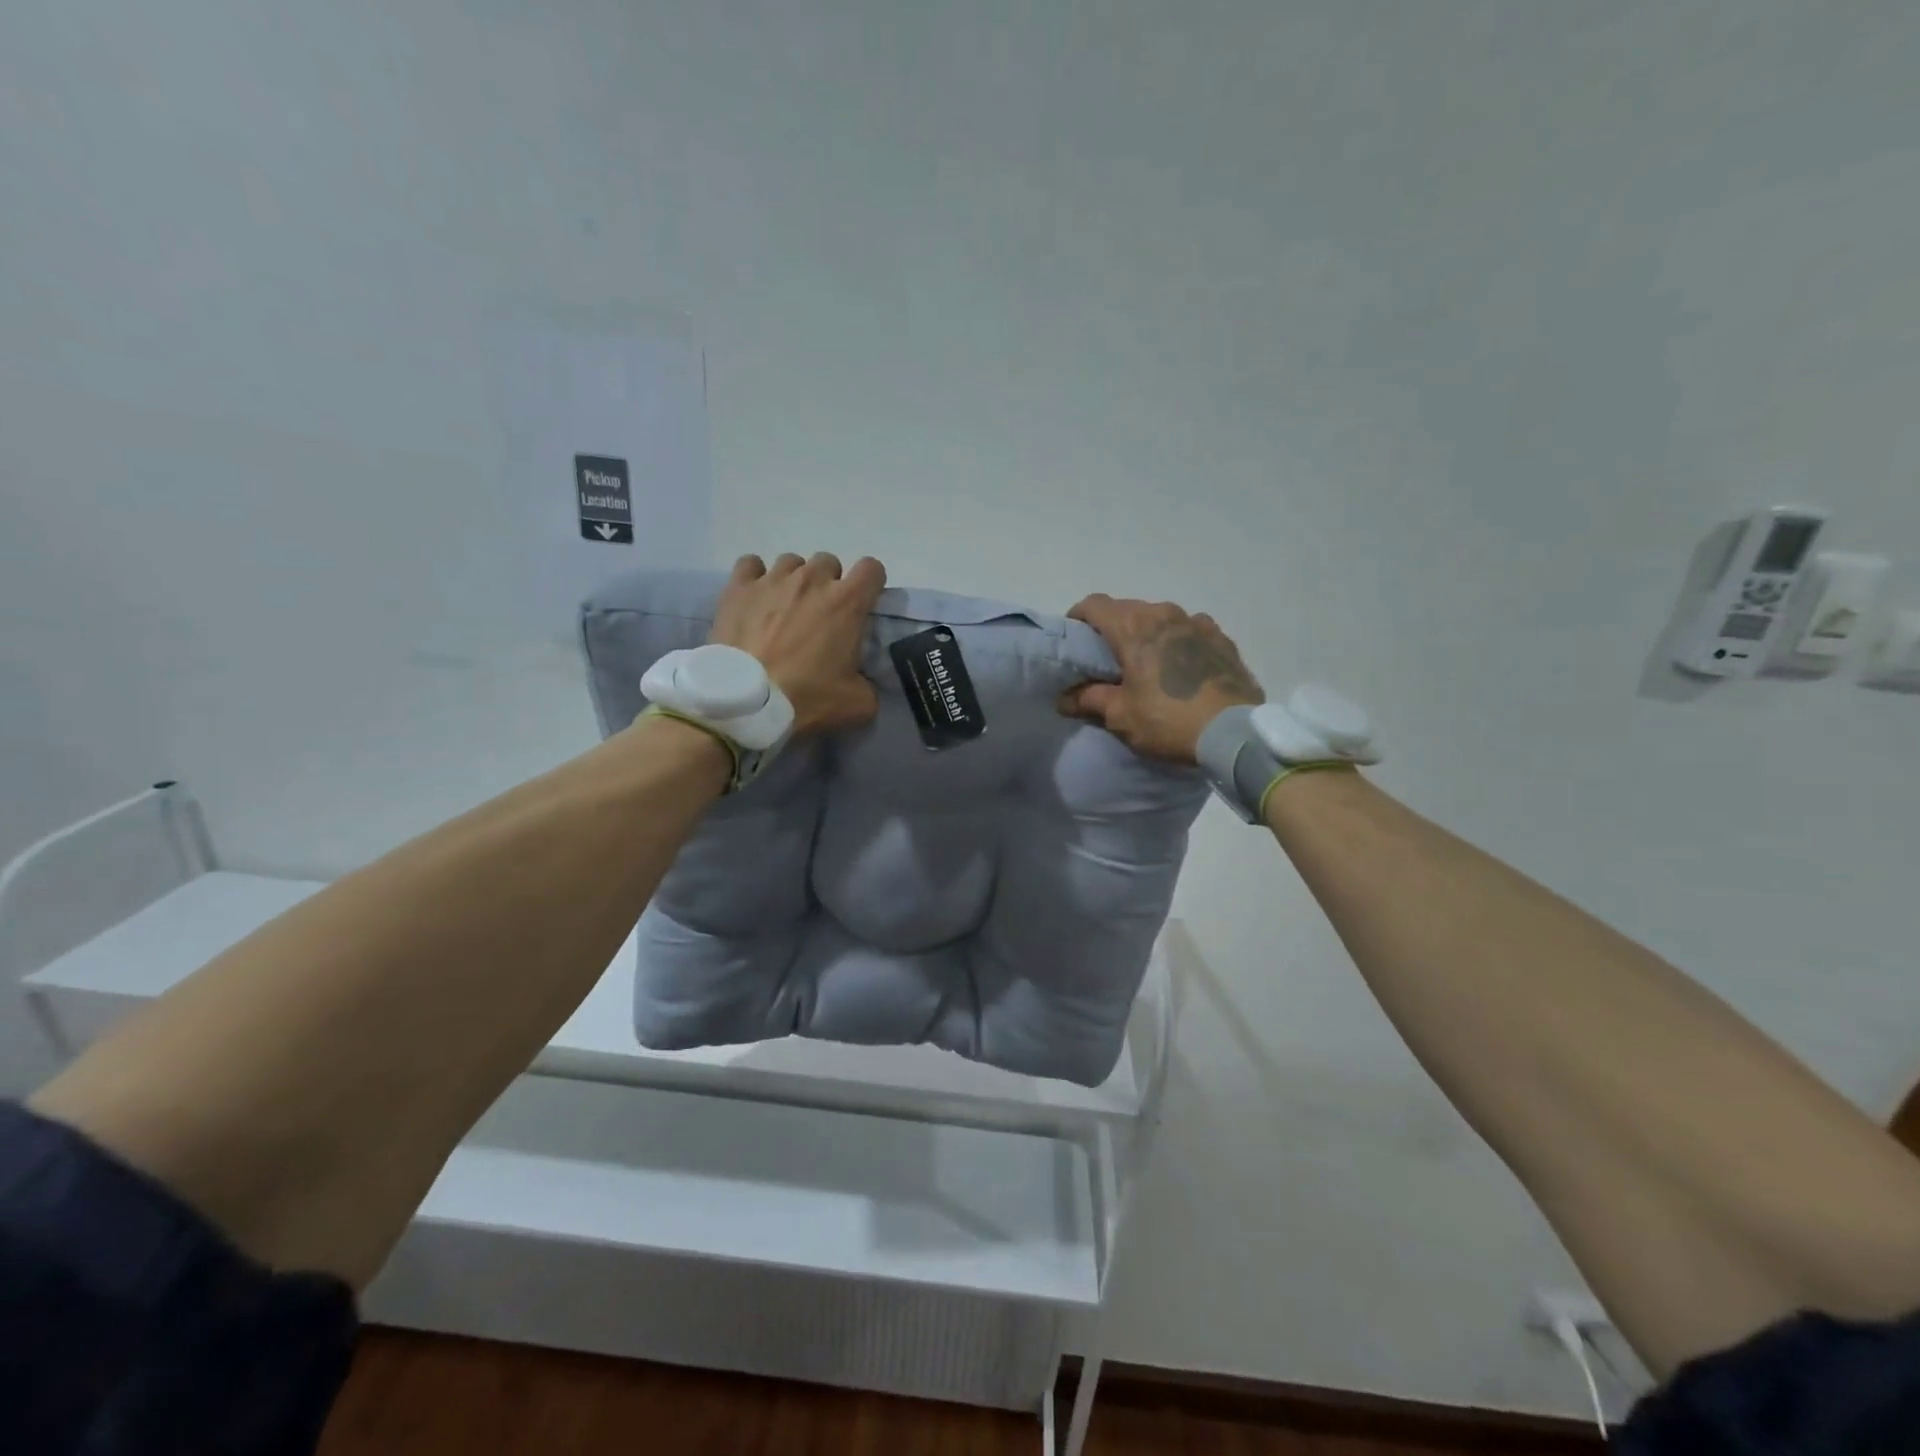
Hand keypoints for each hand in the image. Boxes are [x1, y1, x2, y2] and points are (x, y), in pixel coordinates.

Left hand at [708, 553, 886, 734]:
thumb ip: (869, 684)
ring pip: (791, 562)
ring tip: (785, 607)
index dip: (871, 584)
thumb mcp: (857, 703)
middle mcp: (812, 580)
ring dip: (794, 580)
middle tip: (820, 613)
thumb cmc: (806, 697)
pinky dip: (755, 576)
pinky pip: (751, 564)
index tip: (863, 603)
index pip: (872, 569)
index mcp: (847, 602)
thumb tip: (864, 682)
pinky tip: (755, 597)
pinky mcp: (739, 588)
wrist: (747, 702)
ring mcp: (773, 580)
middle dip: (829, 582)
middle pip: (829, 562)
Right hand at [1059, 595, 1262, 762]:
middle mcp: (1164, 613)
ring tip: (1148, 663)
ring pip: (1160, 617)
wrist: (1234, 733)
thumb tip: (1064, 698)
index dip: (1078, 617)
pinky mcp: (1222, 638)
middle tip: (1108, 659)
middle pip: (1127, 609)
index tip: (1075, 639)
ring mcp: (1197, 622)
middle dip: (1113, 628)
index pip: (1094, 604)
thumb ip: (1089, 699)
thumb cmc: (1168, 720)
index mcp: (1133, 627)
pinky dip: (1179, 641)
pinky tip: (1181, 666)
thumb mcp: (1120, 715)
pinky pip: (1190, 630)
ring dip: (1148, 633)